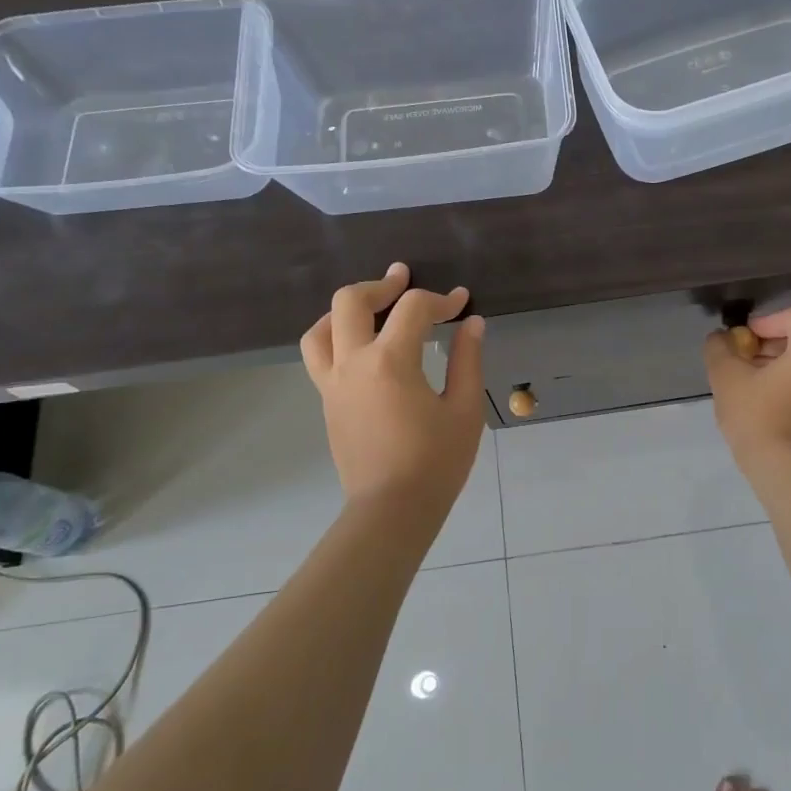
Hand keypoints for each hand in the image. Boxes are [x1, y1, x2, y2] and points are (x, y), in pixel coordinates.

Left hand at [301, 263, 486, 509]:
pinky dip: (335, 336)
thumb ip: (466, 359)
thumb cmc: (436, 462)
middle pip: (350, 302)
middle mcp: (353, 363)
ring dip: (346, 309)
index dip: (441, 299)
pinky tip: (362, 346)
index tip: (461, 303)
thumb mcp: (464, 409)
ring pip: (321, 328)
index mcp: (390, 362)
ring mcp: (333, 383)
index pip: (413, 310)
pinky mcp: (327, 401)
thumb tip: (471, 323)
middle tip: (404, 280)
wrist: (391, 510)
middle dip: (381, 285)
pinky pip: (319, 355)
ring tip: (372, 308)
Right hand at [703, 306, 790, 464]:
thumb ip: (719, 347)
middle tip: (739, 359)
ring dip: (774, 363)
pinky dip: (786, 380)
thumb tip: (720, 338)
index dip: (763, 322)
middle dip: (766, 343)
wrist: (781, 467)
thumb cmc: (756, 414)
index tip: (740, 340)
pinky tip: (760, 397)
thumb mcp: (726, 375)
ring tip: (745, 379)